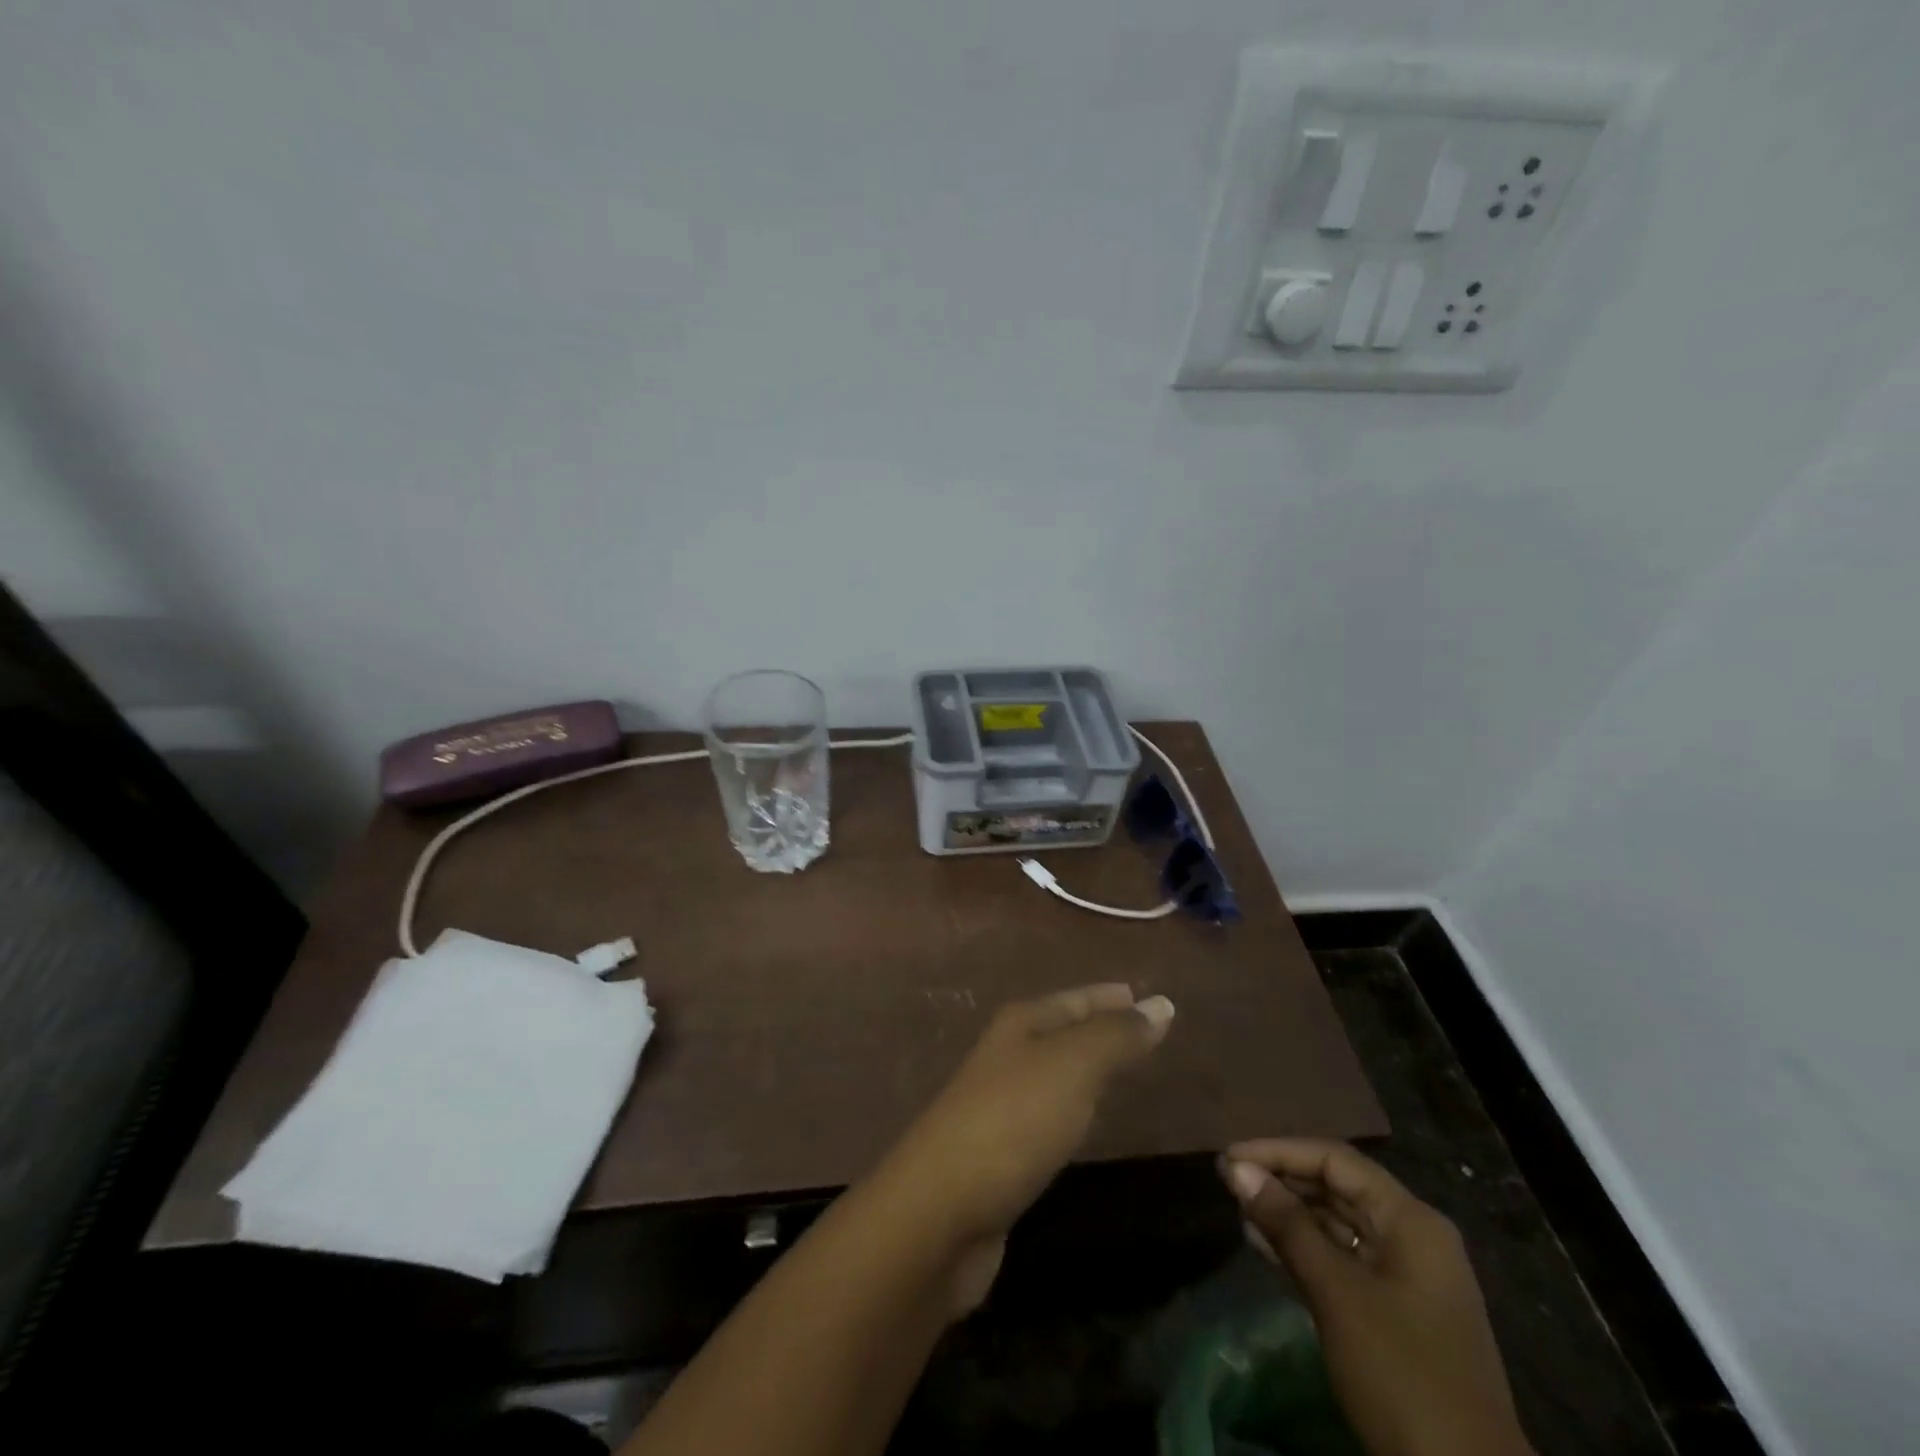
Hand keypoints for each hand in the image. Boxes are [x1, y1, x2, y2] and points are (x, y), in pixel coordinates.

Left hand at [877, 984, 1172, 1310]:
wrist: (941, 1210)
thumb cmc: (1012, 1121)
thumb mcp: (1072, 1066)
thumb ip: (1116, 1036)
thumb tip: (1161, 1003)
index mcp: (1019, 1025)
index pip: (1074, 1000)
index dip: (1110, 997)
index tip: (1149, 997)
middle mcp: (1006, 1055)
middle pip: (1062, 1032)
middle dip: (1101, 1029)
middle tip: (1148, 1033)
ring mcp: (999, 1105)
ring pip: (1055, 1074)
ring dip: (1088, 1069)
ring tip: (1127, 1072)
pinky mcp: (1001, 1153)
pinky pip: (1050, 1115)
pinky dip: (1075, 1110)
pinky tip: (1088, 1122)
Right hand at [1222, 1139, 1532, 1455]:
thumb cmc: (1402, 1375)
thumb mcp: (1337, 1294)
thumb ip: (1286, 1225)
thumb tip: (1237, 1169)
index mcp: (1411, 1221)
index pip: (1335, 1160)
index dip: (1279, 1151)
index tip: (1230, 1158)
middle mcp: (1413, 1238)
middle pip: (1338, 1187)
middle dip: (1282, 1180)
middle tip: (1228, 1182)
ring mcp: (1407, 1278)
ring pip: (1337, 1224)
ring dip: (1288, 1215)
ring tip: (1239, 1210)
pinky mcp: (1396, 1314)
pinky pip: (1342, 1260)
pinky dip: (1304, 1249)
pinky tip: (1264, 1247)